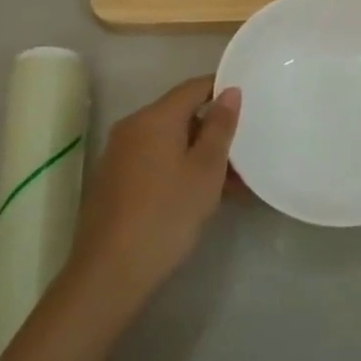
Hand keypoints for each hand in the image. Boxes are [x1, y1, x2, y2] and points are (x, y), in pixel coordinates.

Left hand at [70, 76, 240, 299]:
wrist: (110, 272)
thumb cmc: (167, 214)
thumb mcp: (206, 170)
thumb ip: (220, 127)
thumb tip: (230, 91)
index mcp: (154, 117)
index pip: (193, 87)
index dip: (222, 89)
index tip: (249, 103)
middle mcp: (132, 127)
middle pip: (180, 115)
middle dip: (213, 131)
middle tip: (245, 153)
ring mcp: (119, 154)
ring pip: (168, 142)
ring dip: (199, 154)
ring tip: (232, 184)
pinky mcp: (114, 180)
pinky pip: (154, 161)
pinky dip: (178, 168)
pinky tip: (200, 197)